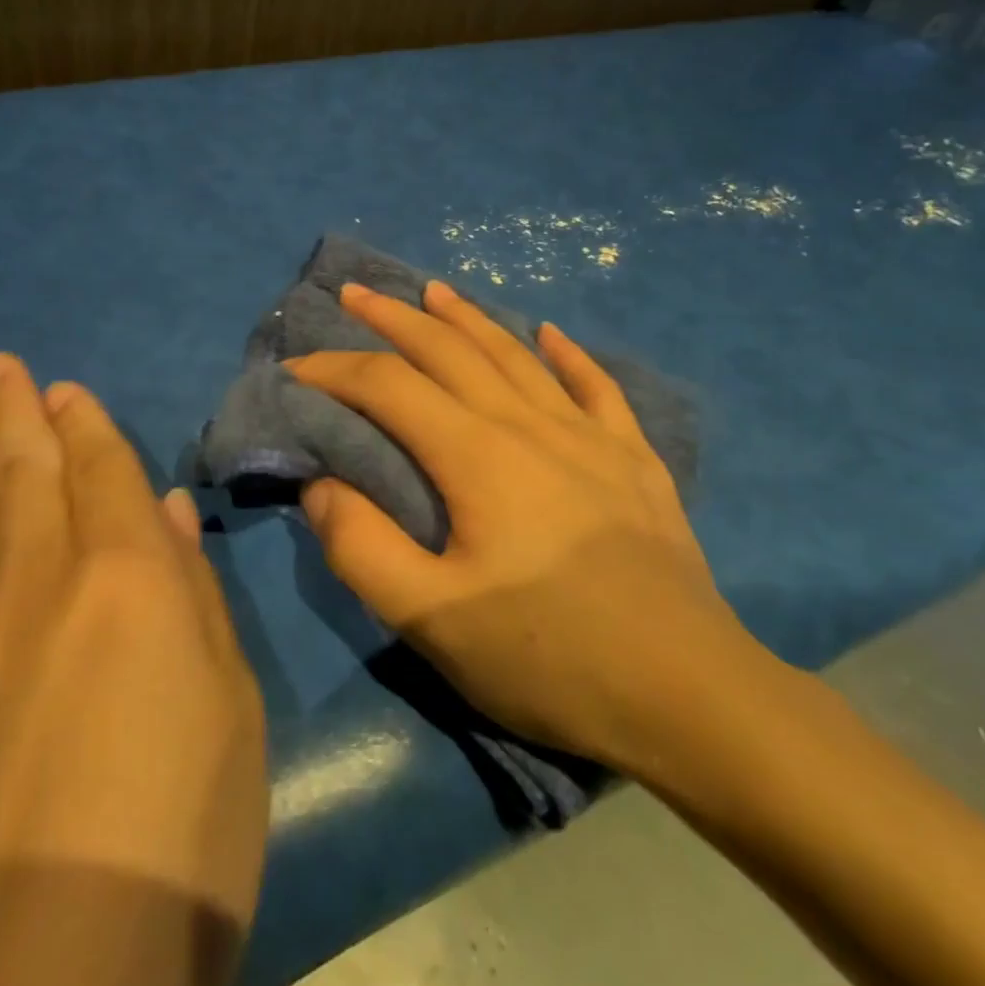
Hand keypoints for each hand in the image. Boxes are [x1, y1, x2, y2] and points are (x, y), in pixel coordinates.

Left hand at [0, 355, 266, 985]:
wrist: (54, 971)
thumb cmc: (185, 824)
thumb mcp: (231, 699)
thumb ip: (195, 593)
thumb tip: (169, 511)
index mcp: (131, 575)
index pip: (101, 472)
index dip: (83, 424)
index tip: (61, 386)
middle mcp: (44, 582)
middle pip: (24, 474)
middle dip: (11, 412)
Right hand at [288, 281, 787, 794]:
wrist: (690, 695)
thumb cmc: (549, 658)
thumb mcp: (433, 620)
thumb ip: (362, 548)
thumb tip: (320, 485)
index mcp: (477, 454)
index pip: (389, 386)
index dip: (335, 370)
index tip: (295, 369)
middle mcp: (530, 424)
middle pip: (450, 350)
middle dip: (394, 317)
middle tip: (355, 292)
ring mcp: (590, 436)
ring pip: (516, 355)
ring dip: (468, 318)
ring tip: (436, 290)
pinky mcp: (634, 459)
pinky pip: (596, 387)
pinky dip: (568, 355)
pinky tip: (552, 335)